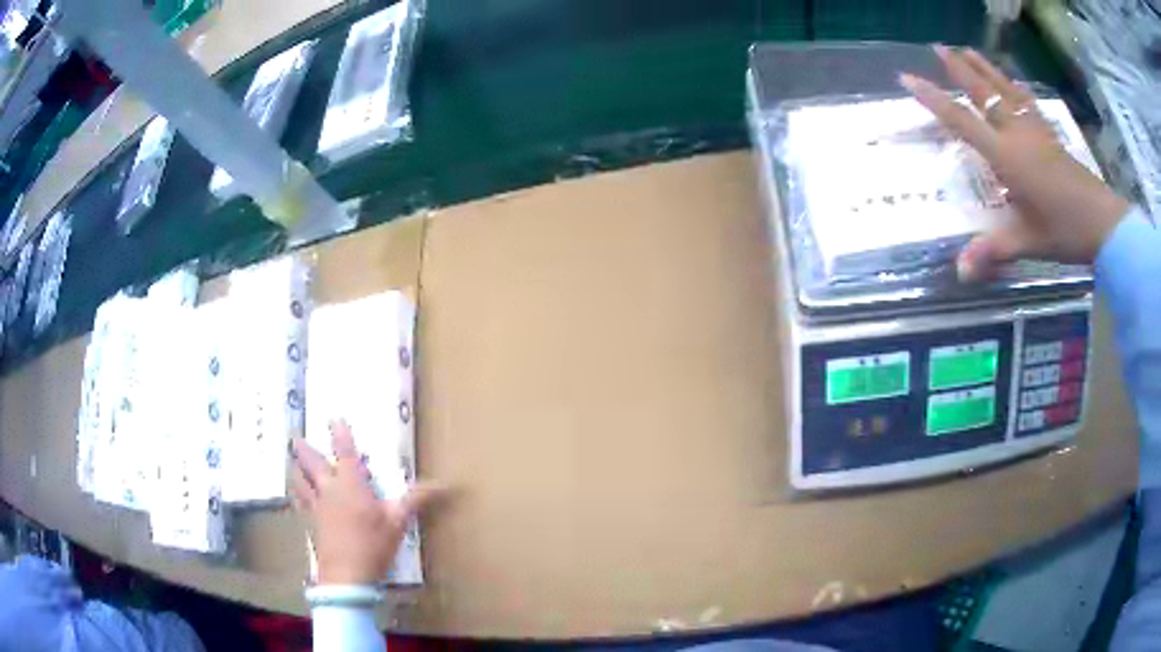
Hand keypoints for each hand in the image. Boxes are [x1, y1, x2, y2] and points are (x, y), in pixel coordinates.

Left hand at [291, 421, 437, 585]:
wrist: (346, 575)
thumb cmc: (373, 545)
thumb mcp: (398, 522)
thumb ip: (416, 500)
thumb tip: (444, 486)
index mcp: (350, 484)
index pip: (344, 451)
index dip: (339, 433)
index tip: (334, 418)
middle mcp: (329, 489)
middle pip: (311, 462)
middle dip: (304, 448)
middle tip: (296, 438)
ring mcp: (317, 506)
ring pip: (300, 480)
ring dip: (296, 468)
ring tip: (292, 460)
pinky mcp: (311, 523)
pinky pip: (300, 502)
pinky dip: (297, 493)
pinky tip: (297, 495)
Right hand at [900, 45, 1128, 280]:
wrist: (1104, 222)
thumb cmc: (1066, 231)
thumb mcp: (1029, 242)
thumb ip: (995, 251)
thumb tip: (960, 273)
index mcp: (1007, 156)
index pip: (963, 122)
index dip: (934, 99)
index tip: (907, 78)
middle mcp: (1017, 133)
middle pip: (983, 93)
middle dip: (958, 68)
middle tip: (937, 45)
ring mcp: (1035, 130)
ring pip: (1004, 89)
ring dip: (983, 67)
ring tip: (966, 48)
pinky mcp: (1049, 134)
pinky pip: (1025, 100)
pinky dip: (1013, 85)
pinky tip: (1010, 79)